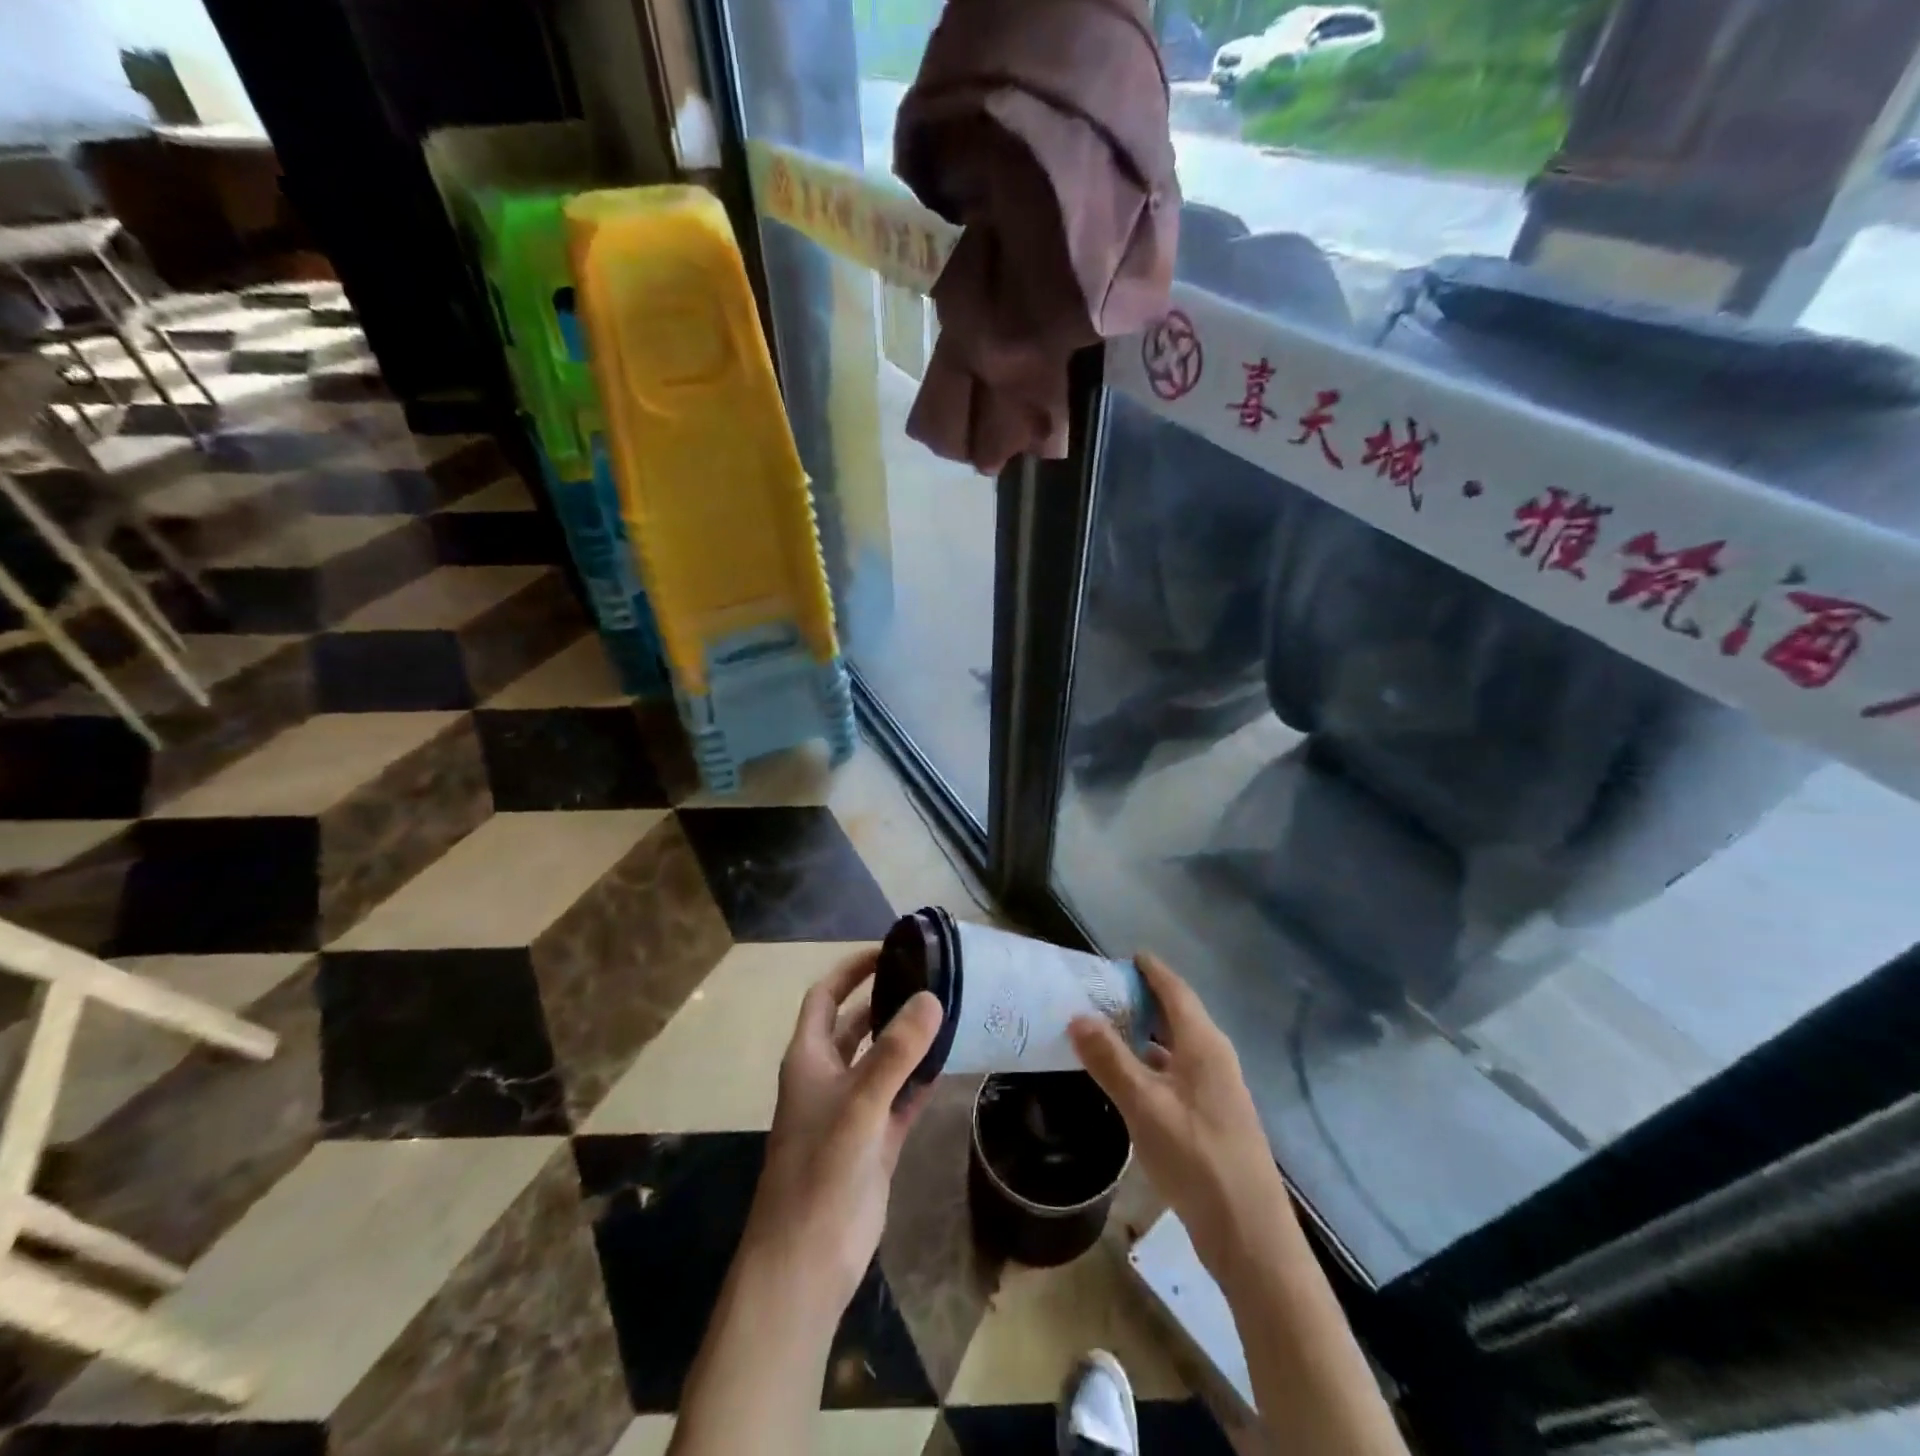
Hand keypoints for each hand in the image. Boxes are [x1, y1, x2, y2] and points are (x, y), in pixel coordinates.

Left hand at [739, 948, 942, 1321]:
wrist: (805, 1264)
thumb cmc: (820, 1172)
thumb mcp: (859, 1104)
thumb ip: (896, 1051)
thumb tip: (931, 996)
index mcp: (809, 1059)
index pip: (827, 997)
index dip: (852, 970)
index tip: (890, 950)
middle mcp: (828, 1077)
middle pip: (857, 1024)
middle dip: (886, 999)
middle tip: (931, 977)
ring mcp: (852, 1111)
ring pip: (883, 1060)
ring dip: (909, 1038)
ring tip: (948, 1010)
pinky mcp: (875, 1142)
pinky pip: (901, 1098)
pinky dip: (921, 1079)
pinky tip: (951, 1061)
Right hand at [1070, 953, 1291, 1282]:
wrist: (1250, 1235)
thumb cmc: (1197, 1158)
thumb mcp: (1144, 1105)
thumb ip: (1110, 1060)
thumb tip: (1078, 1015)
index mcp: (1204, 1044)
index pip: (1175, 990)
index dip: (1151, 970)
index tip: (1123, 955)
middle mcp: (1214, 1059)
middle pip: (1176, 1015)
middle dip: (1142, 999)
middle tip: (1101, 991)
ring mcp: (1216, 1091)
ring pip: (1175, 1047)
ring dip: (1144, 1034)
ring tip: (1105, 1029)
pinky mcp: (1212, 1119)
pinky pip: (1176, 1074)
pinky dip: (1151, 1065)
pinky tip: (1128, 1079)